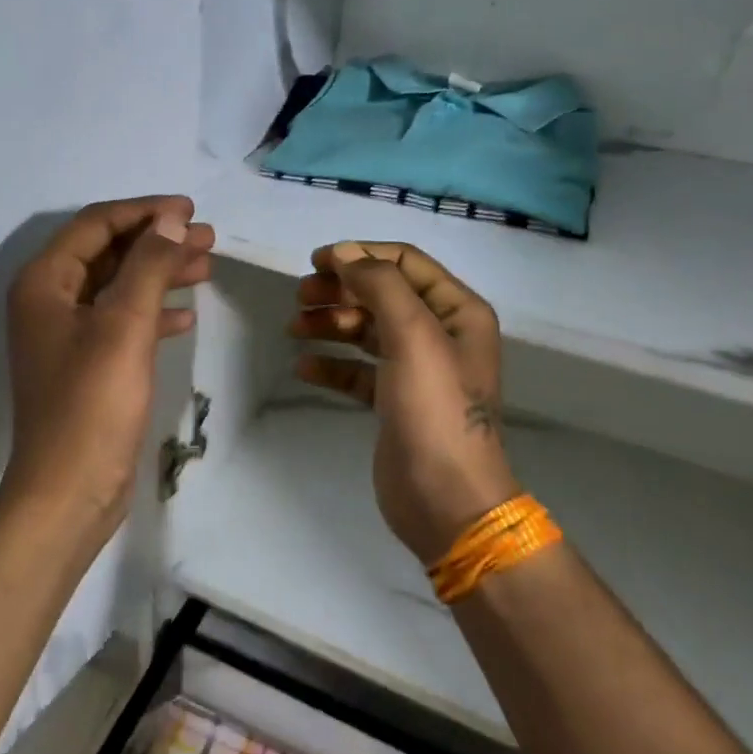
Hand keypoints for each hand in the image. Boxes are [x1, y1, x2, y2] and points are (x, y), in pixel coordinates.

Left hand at [4, 196, 214, 540]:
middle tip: (208, 238)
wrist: (68, 493)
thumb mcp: (124, 325)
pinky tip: (185, 317)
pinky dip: (152, 313)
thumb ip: (148, 265)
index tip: (190, 211)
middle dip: (158, 241)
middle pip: (109, 252)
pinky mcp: (85, 364)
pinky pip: (121, 321)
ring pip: (118, 286)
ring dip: (160, 273)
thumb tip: (171, 221)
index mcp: (44, 282)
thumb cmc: (92, 404)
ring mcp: (66, 334)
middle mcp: (48, 300)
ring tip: (207, 266)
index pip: (96, 225)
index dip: (144, 212)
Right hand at [291, 242, 518, 563]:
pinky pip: (358, 370)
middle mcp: (440, 334)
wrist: (447, 500)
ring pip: (366, 330)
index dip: (361, 255)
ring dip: (331, 323)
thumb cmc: (435, 410)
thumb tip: (345, 253)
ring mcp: (417, 369)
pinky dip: (332, 364)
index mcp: (457, 311)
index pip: (405, 262)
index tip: (317, 261)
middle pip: (382, 294)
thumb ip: (380, 285)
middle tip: (300, 296)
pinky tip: (304, 366)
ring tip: (295, 328)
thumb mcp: (413, 336)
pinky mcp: (394, 402)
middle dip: (341, 290)